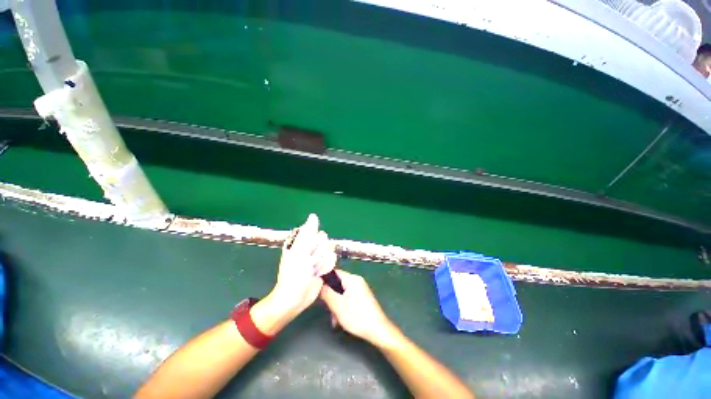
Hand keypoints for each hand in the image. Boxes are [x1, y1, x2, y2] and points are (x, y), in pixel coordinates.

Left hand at [266, 214, 336, 322]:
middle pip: (325, 241)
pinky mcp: (322, 265)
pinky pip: (332, 260)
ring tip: (313, 270)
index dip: (314, 242)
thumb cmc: (293, 273)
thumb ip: (308, 232)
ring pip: (329, 251)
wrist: (295, 298)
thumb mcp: (300, 250)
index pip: (316, 233)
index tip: (307, 251)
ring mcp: (316, 257)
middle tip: (309, 262)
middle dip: (319, 253)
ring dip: (322, 262)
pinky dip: (326, 268)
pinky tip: (319, 274)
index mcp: (300, 241)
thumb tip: (313, 215)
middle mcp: (309, 247)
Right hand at [320, 270, 399, 347]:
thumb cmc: (358, 317)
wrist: (378, 330)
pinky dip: (342, 306)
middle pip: (337, 283)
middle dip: (331, 297)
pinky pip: (347, 297)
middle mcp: (356, 281)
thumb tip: (318, 283)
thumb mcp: (338, 306)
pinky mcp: (361, 297)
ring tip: (335, 319)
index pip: (334, 272)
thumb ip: (327, 293)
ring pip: (341, 292)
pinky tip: (340, 319)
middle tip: (328, 310)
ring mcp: (359, 289)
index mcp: (352, 279)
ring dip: (336, 304)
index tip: (315, 287)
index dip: (324, 278)